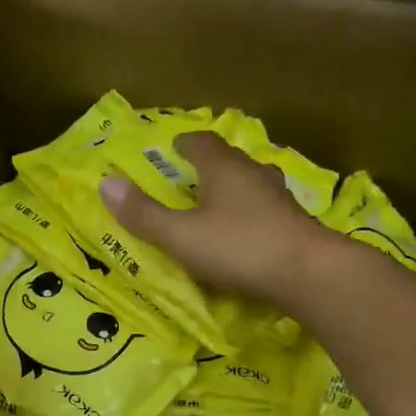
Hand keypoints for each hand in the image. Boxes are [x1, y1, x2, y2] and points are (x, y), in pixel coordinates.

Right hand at [99, 131, 337, 307]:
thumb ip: (144, 214)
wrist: (309, 273)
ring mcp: (279, 199)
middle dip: (210, 166)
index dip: (186, 142)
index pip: (202, 142)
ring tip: (218, 205)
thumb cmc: (239, 247)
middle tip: (192, 177)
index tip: (174, 146)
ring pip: (252, 184)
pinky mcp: (295, 224)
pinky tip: (246, 233)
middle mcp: (254, 175)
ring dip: (234, 190)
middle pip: (230, 161)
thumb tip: (106, 183)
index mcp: (224, 169)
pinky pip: (266, 210)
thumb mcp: (181, 235)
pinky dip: (251, 215)